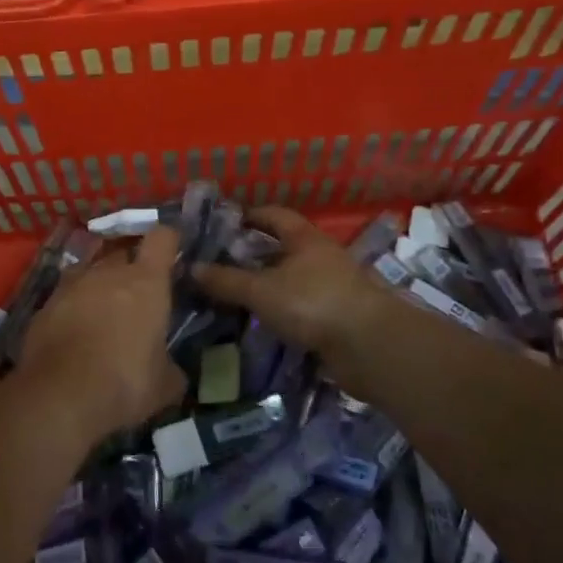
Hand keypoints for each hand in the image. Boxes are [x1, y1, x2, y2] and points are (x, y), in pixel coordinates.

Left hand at [15, 225, 186, 442]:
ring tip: (103, 314)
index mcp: (146, 281)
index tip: (173, 254)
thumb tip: (173, 371)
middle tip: (138, 296)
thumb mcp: (164, 385)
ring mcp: (71, 284)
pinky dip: (73, 308)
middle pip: (123, 252)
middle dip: (131, 268)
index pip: (162, 238)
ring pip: (90, 271)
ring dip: (99, 286)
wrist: (59, 396)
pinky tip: (74, 334)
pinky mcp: (44, 304)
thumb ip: (171, 367)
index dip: (168, 242)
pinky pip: (66, 296)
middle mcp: (108, 272)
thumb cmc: (124, 383)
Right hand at [191, 208, 405, 362]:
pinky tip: (263, 321)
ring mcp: (333, 286)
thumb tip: (191, 268)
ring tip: (238, 294)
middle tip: (223, 262)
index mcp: (305, 238)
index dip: (249, 215)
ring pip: (293, 278)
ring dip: (269, 284)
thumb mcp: (261, 290)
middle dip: (255, 253)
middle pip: (283, 247)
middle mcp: (321, 256)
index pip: (274, 215)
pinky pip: (303, 305)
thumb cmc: (314, 303)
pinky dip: (283, 309)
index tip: (225, 223)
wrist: (371, 347)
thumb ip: (226, 280)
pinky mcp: (339, 315)